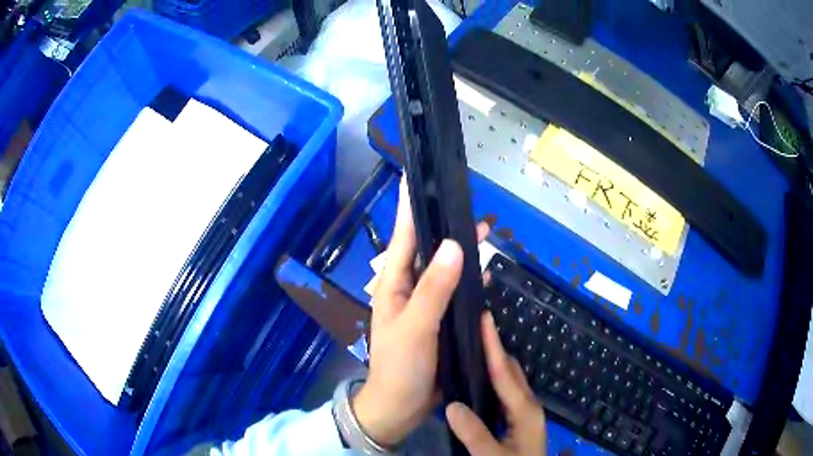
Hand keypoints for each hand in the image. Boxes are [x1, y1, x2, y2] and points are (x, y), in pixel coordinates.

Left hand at [352, 178, 488, 445]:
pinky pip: (456, 293)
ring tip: (485, 232)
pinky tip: (486, 273)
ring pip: (445, 269)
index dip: (409, 206)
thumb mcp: (416, 326)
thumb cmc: (402, 367)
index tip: (417, 177)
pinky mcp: (440, 321)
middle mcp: (409, 288)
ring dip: (462, 252)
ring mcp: (425, 305)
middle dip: (446, 227)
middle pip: (428, 248)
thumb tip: (453, 244)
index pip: (402, 236)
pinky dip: (469, 281)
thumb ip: (434, 288)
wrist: (401, 407)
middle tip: (470, 207)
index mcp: (394, 284)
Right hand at [446, 313, 546, 454]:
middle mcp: (528, 405)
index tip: (484, 318)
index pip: (505, 372)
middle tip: (471, 330)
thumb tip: (453, 405)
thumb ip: (475, 434)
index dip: (493, 344)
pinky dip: (493, 379)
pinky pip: (505, 392)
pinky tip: (478, 382)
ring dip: (493, 362)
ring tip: (472, 348)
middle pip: (510, 370)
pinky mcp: (519, 420)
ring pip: (509, 380)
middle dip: (493, 348)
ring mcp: (525, 412)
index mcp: (525, 409)